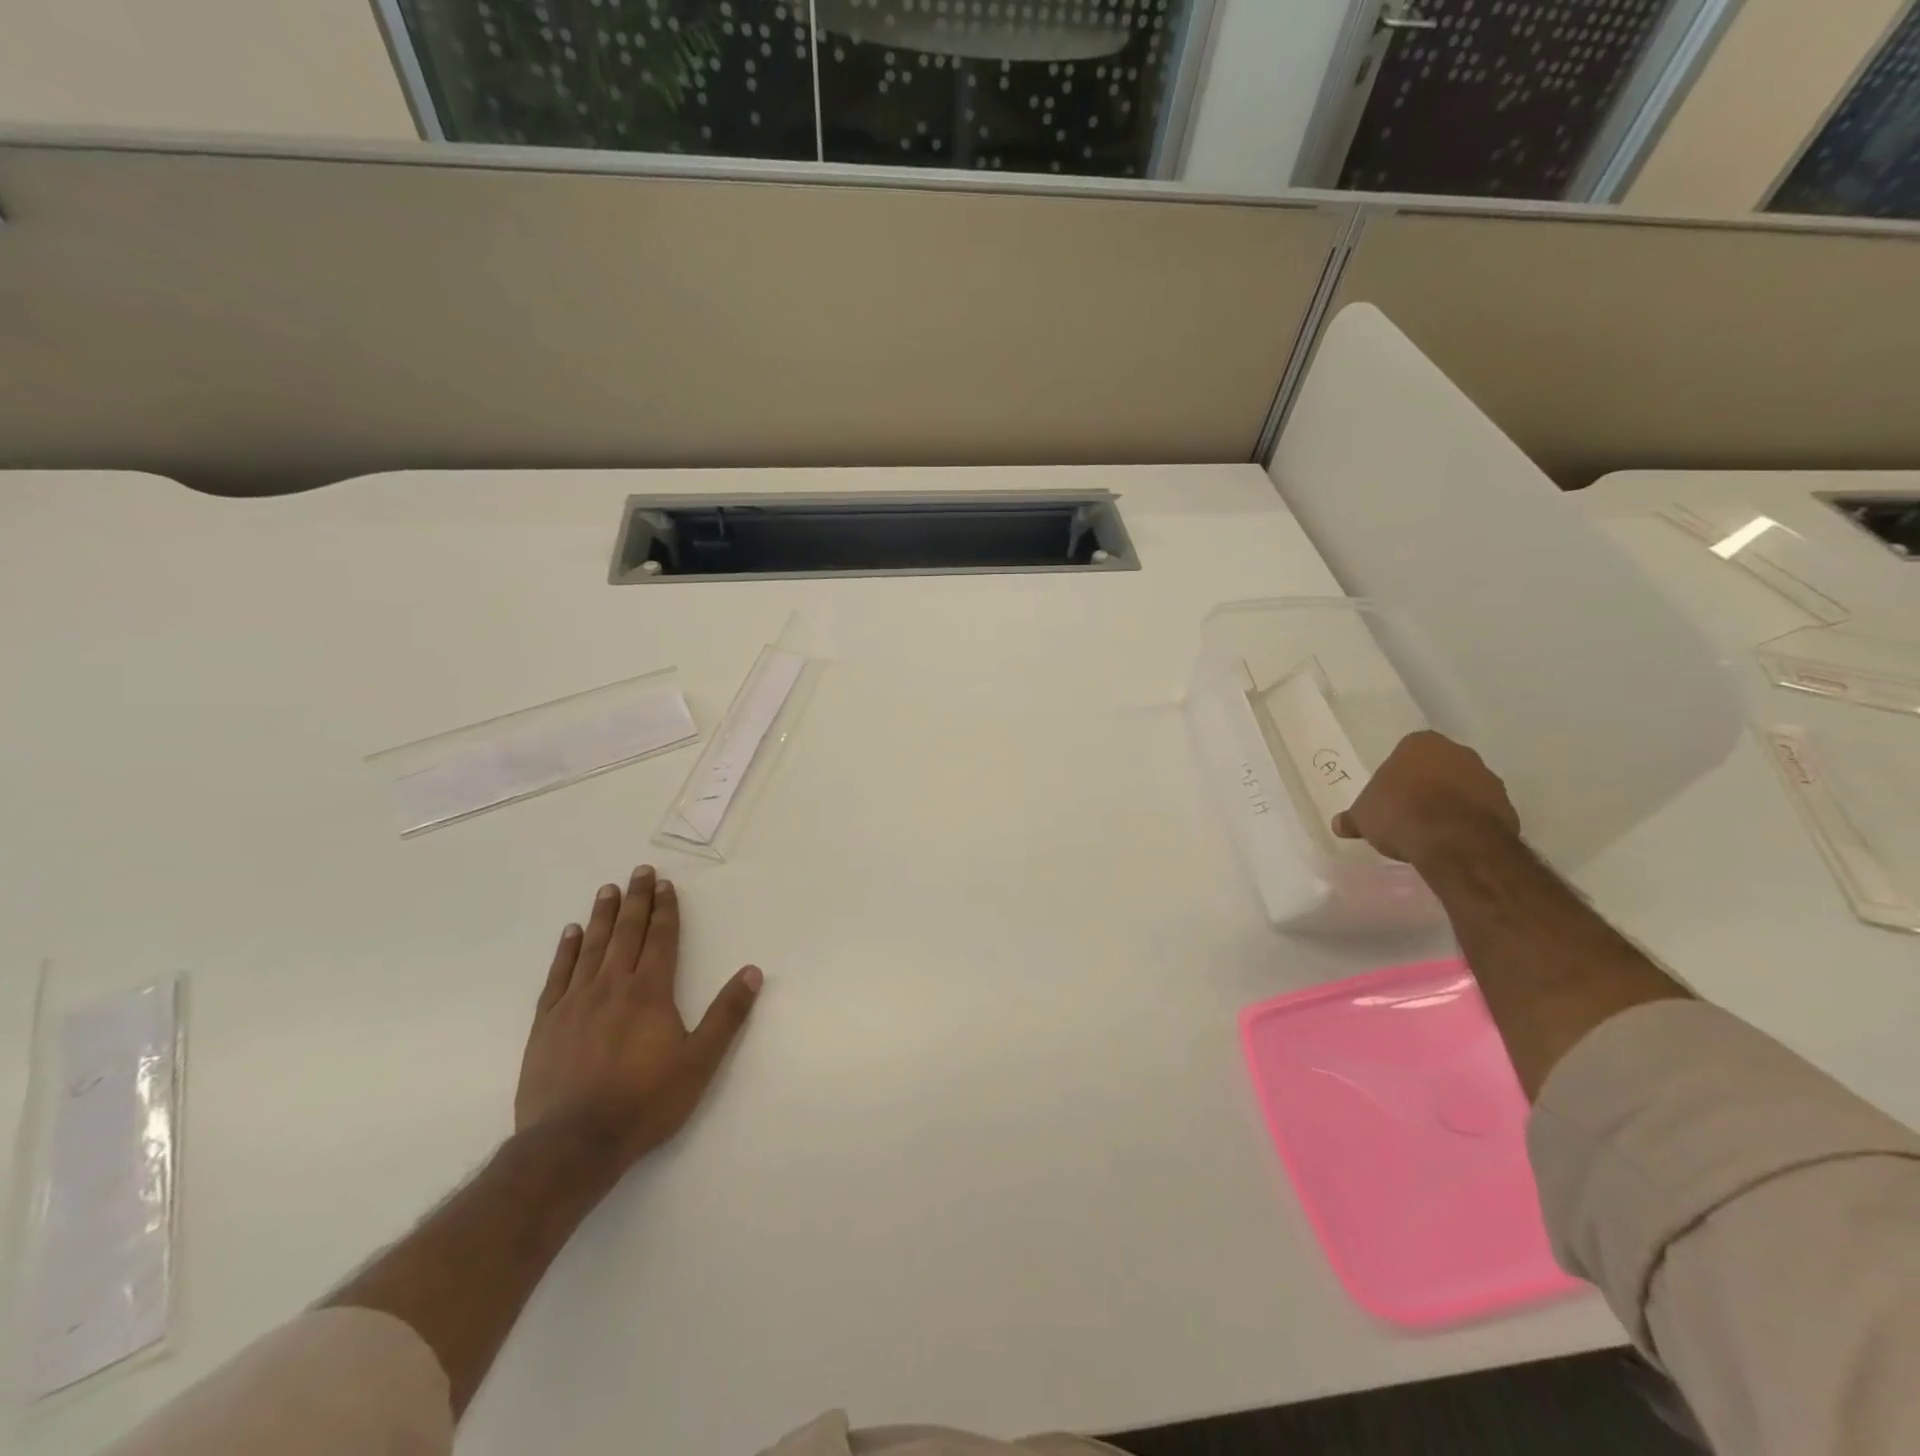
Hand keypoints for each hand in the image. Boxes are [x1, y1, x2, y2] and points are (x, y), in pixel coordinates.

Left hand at [515, 866, 761, 1169]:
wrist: (572, 1144)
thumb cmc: (644, 1102)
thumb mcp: (700, 1062)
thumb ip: (727, 1015)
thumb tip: (752, 972)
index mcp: (650, 992)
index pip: (661, 939)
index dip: (665, 910)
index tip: (664, 883)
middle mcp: (612, 986)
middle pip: (627, 933)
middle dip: (636, 900)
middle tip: (638, 871)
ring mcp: (576, 1002)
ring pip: (592, 947)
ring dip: (602, 916)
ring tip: (607, 890)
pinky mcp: (547, 1023)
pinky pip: (558, 975)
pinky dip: (566, 951)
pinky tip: (571, 933)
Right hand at [1331, 730, 1519, 866]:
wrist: (1453, 841)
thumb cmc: (1400, 813)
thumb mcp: (1363, 817)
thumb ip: (1353, 818)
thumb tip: (1339, 824)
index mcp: (1420, 743)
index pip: (1405, 754)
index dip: (1397, 776)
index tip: (1390, 797)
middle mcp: (1458, 752)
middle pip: (1437, 767)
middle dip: (1426, 786)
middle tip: (1409, 812)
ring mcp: (1487, 778)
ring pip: (1462, 788)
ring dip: (1450, 803)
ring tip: (1431, 831)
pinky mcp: (1507, 806)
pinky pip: (1481, 811)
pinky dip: (1468, 822)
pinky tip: (1453, 841)